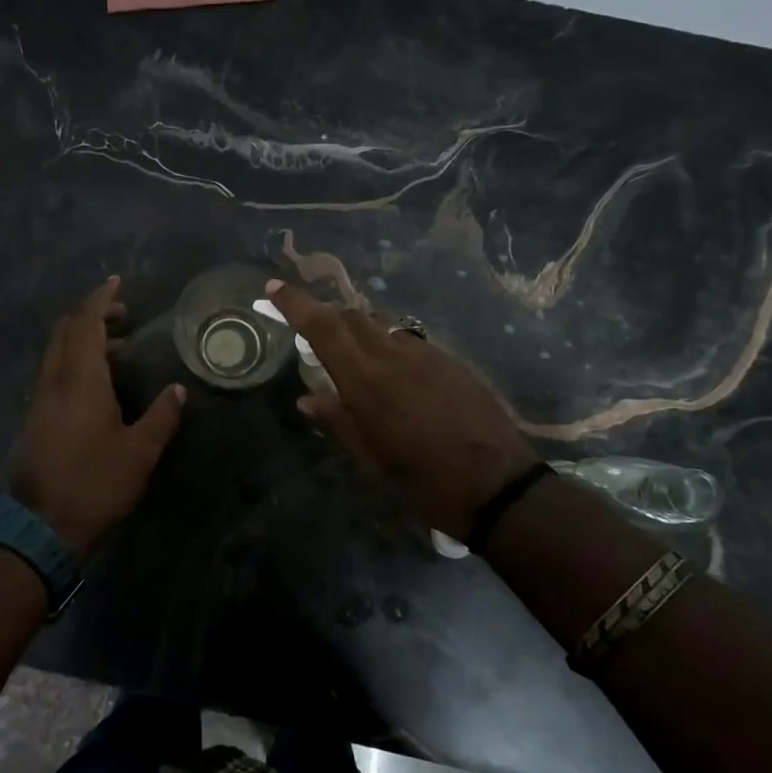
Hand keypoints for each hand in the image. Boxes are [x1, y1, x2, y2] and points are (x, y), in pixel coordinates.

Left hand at [9, 276, 186, 556]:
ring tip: (118, 349)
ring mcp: (40, 400)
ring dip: (83, 340)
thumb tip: (178, 389)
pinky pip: (53, 373)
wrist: (41, 527)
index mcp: (80, 379)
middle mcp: (54, 381)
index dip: (101, 299)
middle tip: (123, 315)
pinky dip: (74, 362)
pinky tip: (97, 385)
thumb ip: (162, 416)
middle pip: (66, 330)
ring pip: (57, 352)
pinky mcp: (35, 419)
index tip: (117, 282)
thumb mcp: (140, 452)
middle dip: (92, 314)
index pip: (87, 323)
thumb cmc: (96, 484)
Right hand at [264, 279, 538, 539]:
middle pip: (353, 316)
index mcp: (366, 381)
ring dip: (359, 328)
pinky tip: (393, 373)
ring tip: (351, 352)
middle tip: (310, 329)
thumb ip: (338, 421)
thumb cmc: (423, 481)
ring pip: (383, 325)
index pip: (323, 328)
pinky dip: (388, 345)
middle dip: (327, 314)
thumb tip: (307, 399)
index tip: (273, 287)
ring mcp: (427, 355)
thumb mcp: (371, 459)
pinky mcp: (451, 362)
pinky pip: (409, 341)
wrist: (497, 486)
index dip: (296, 303)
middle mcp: (394, 356)